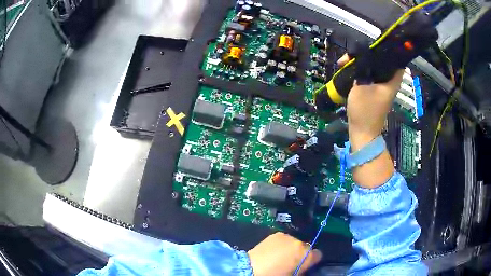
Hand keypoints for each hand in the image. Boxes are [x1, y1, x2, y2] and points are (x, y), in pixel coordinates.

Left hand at [247, 232, 321, 275]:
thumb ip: (303, 269)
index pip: (318, 254)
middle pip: (306, 247)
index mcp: (306, 255)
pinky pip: (284, 239)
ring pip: (295, 242)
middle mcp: (299, 243)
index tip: (306, 264)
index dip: (312, 260)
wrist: (252, 268)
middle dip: (300, 254)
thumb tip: (304, 266)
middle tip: (291, 262)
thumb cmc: (275, 275)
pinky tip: (274, 251)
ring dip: (291, 248)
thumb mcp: (293, 275)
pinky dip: (282, 244)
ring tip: (281, 256)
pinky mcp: (276, 234)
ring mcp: (287, 237)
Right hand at [338, 54, 402, 187]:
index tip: (372, 43)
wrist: (363, 133)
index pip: (395, 59)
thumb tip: (358, 58)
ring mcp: (381, 87)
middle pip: (381, 61)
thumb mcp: (360, 87)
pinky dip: (359, 70)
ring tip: (345, 62)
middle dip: (366, 54)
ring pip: (373, 67)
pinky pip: (368, 75)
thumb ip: (360, 70)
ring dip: (360, 62)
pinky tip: (348, 69)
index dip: (386, 49)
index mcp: (391, 80)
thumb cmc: (365, 111)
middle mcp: (388, 81)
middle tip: (351, 54)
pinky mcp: (373, 91)